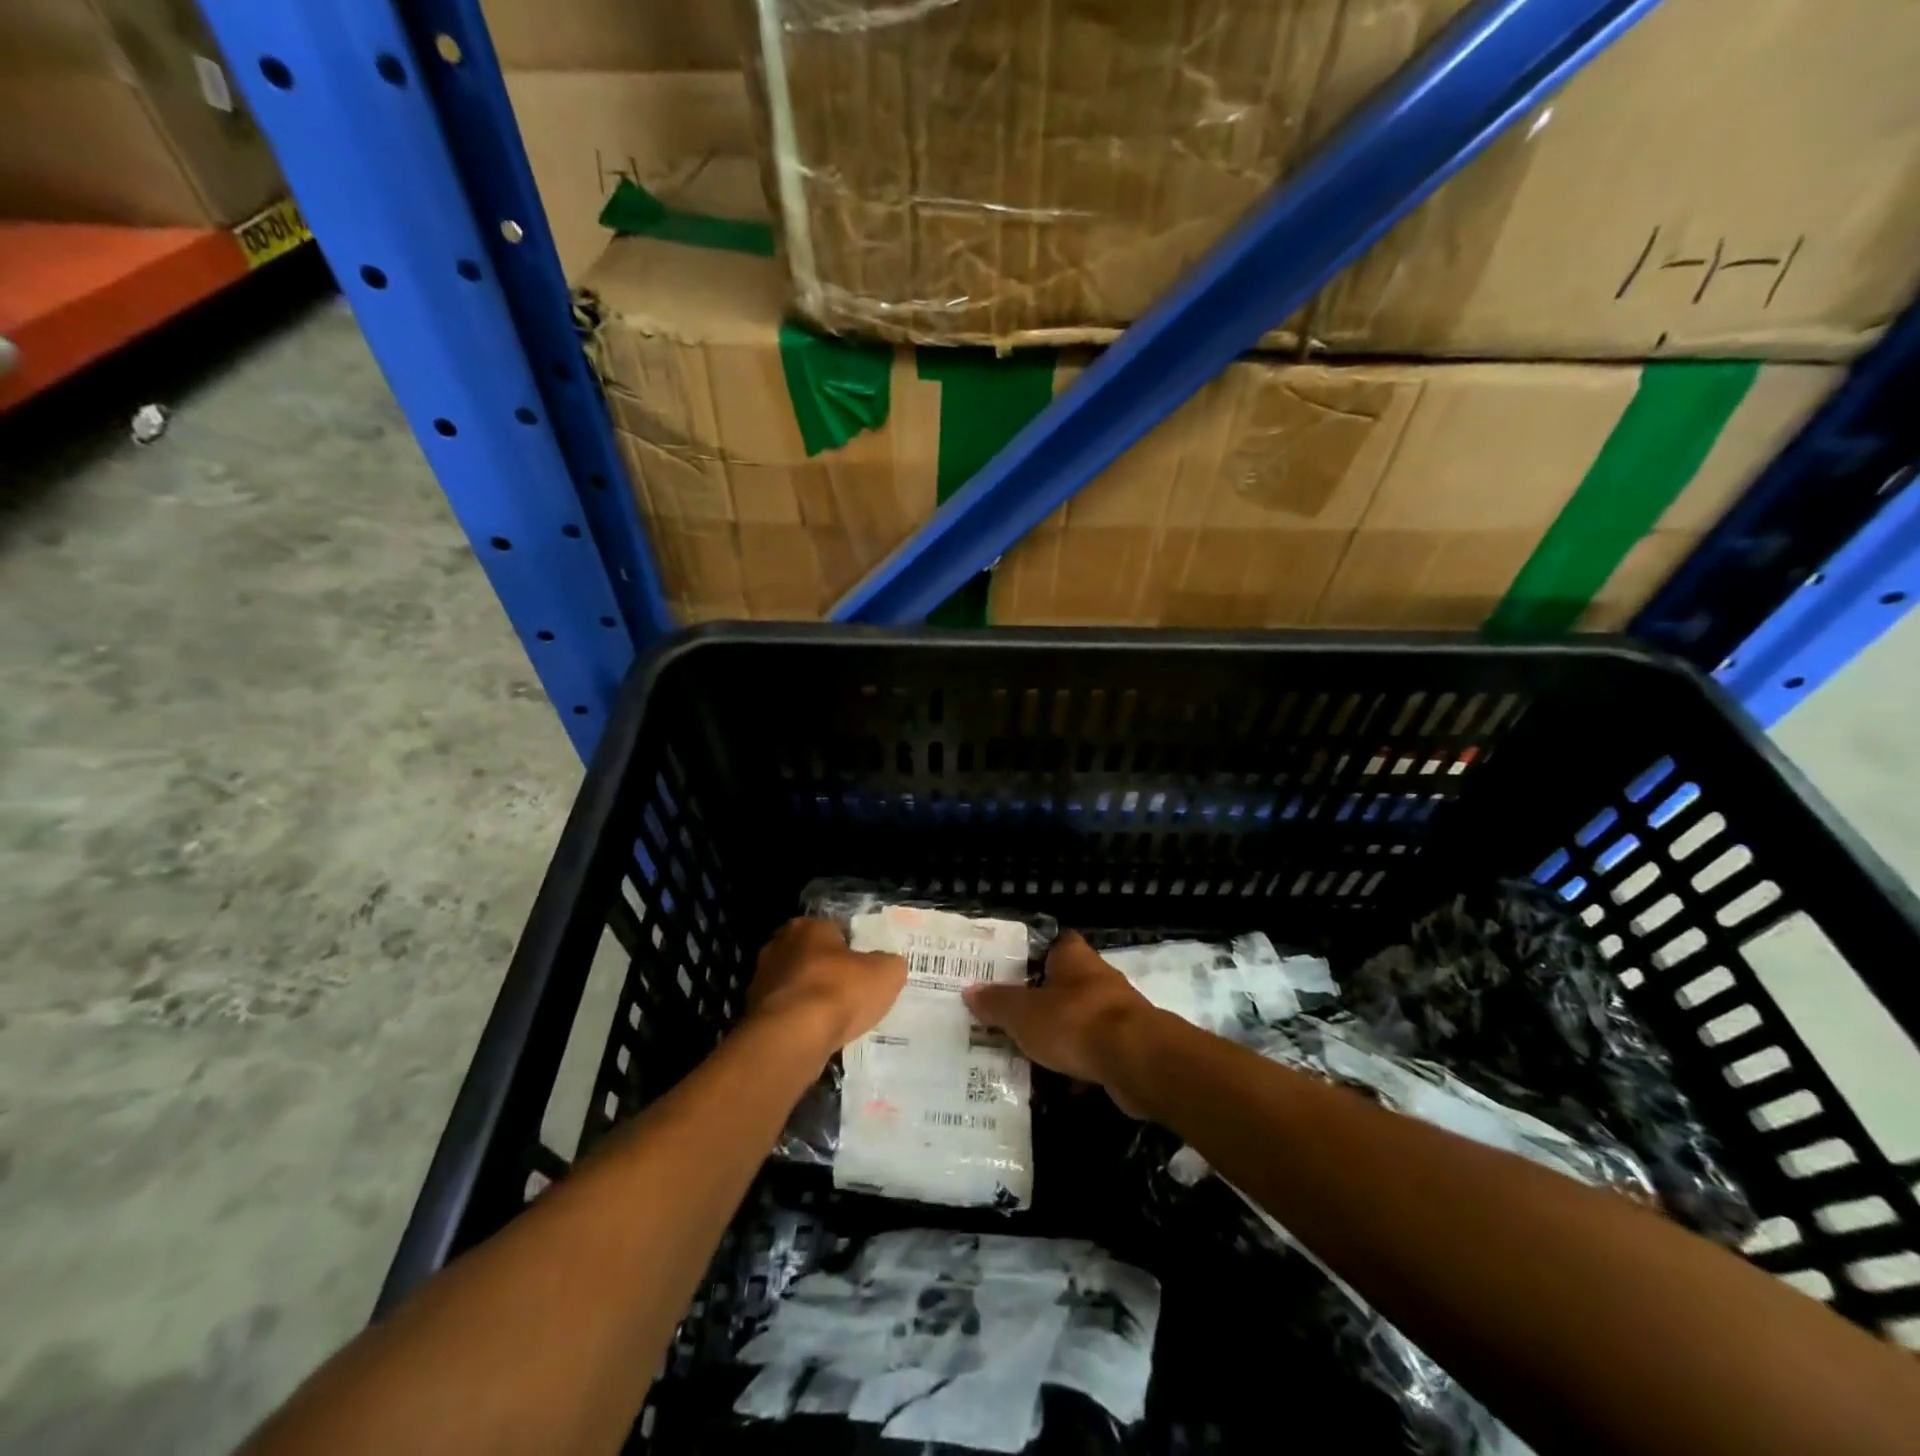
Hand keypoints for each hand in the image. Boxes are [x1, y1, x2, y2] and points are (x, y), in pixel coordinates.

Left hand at [745, 918, 906, 1062]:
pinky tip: (816, 1037)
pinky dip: (798, 1022)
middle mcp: (779, 945)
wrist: (792, 1037)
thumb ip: (889, 964)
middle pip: (811, 956)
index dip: (853, 948)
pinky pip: (784, 1013)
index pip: (835, 930)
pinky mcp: (752, 1014)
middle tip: (851, 992)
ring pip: (795, 985)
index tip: (866, 968)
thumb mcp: (886, 973)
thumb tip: (888, 965)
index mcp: (809, 926)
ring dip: (810, 998)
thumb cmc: (840, 991)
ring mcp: (761, 980)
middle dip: (827, 971)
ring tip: (835, 1020)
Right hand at [963, 932, 1160, 1115]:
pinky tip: (1056, 1086)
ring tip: (1026, 1057)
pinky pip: (1094, 1053)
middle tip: (1008, 1020)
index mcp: (1073, 957)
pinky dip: (1077, 1068)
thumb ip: (996, 1003)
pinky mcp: (1128, 1046)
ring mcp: (1116, 1013)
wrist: (1137, 1060)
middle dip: (1039, 1003)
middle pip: (1063, 985)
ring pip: (1078, 1021)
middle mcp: (1097, 978)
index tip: (1008, 973)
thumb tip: (970, 991)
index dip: (1032, 955)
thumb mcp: (1023, 1013)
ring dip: (1059, 1038)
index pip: (1052, 944)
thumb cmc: (1075, 1022)